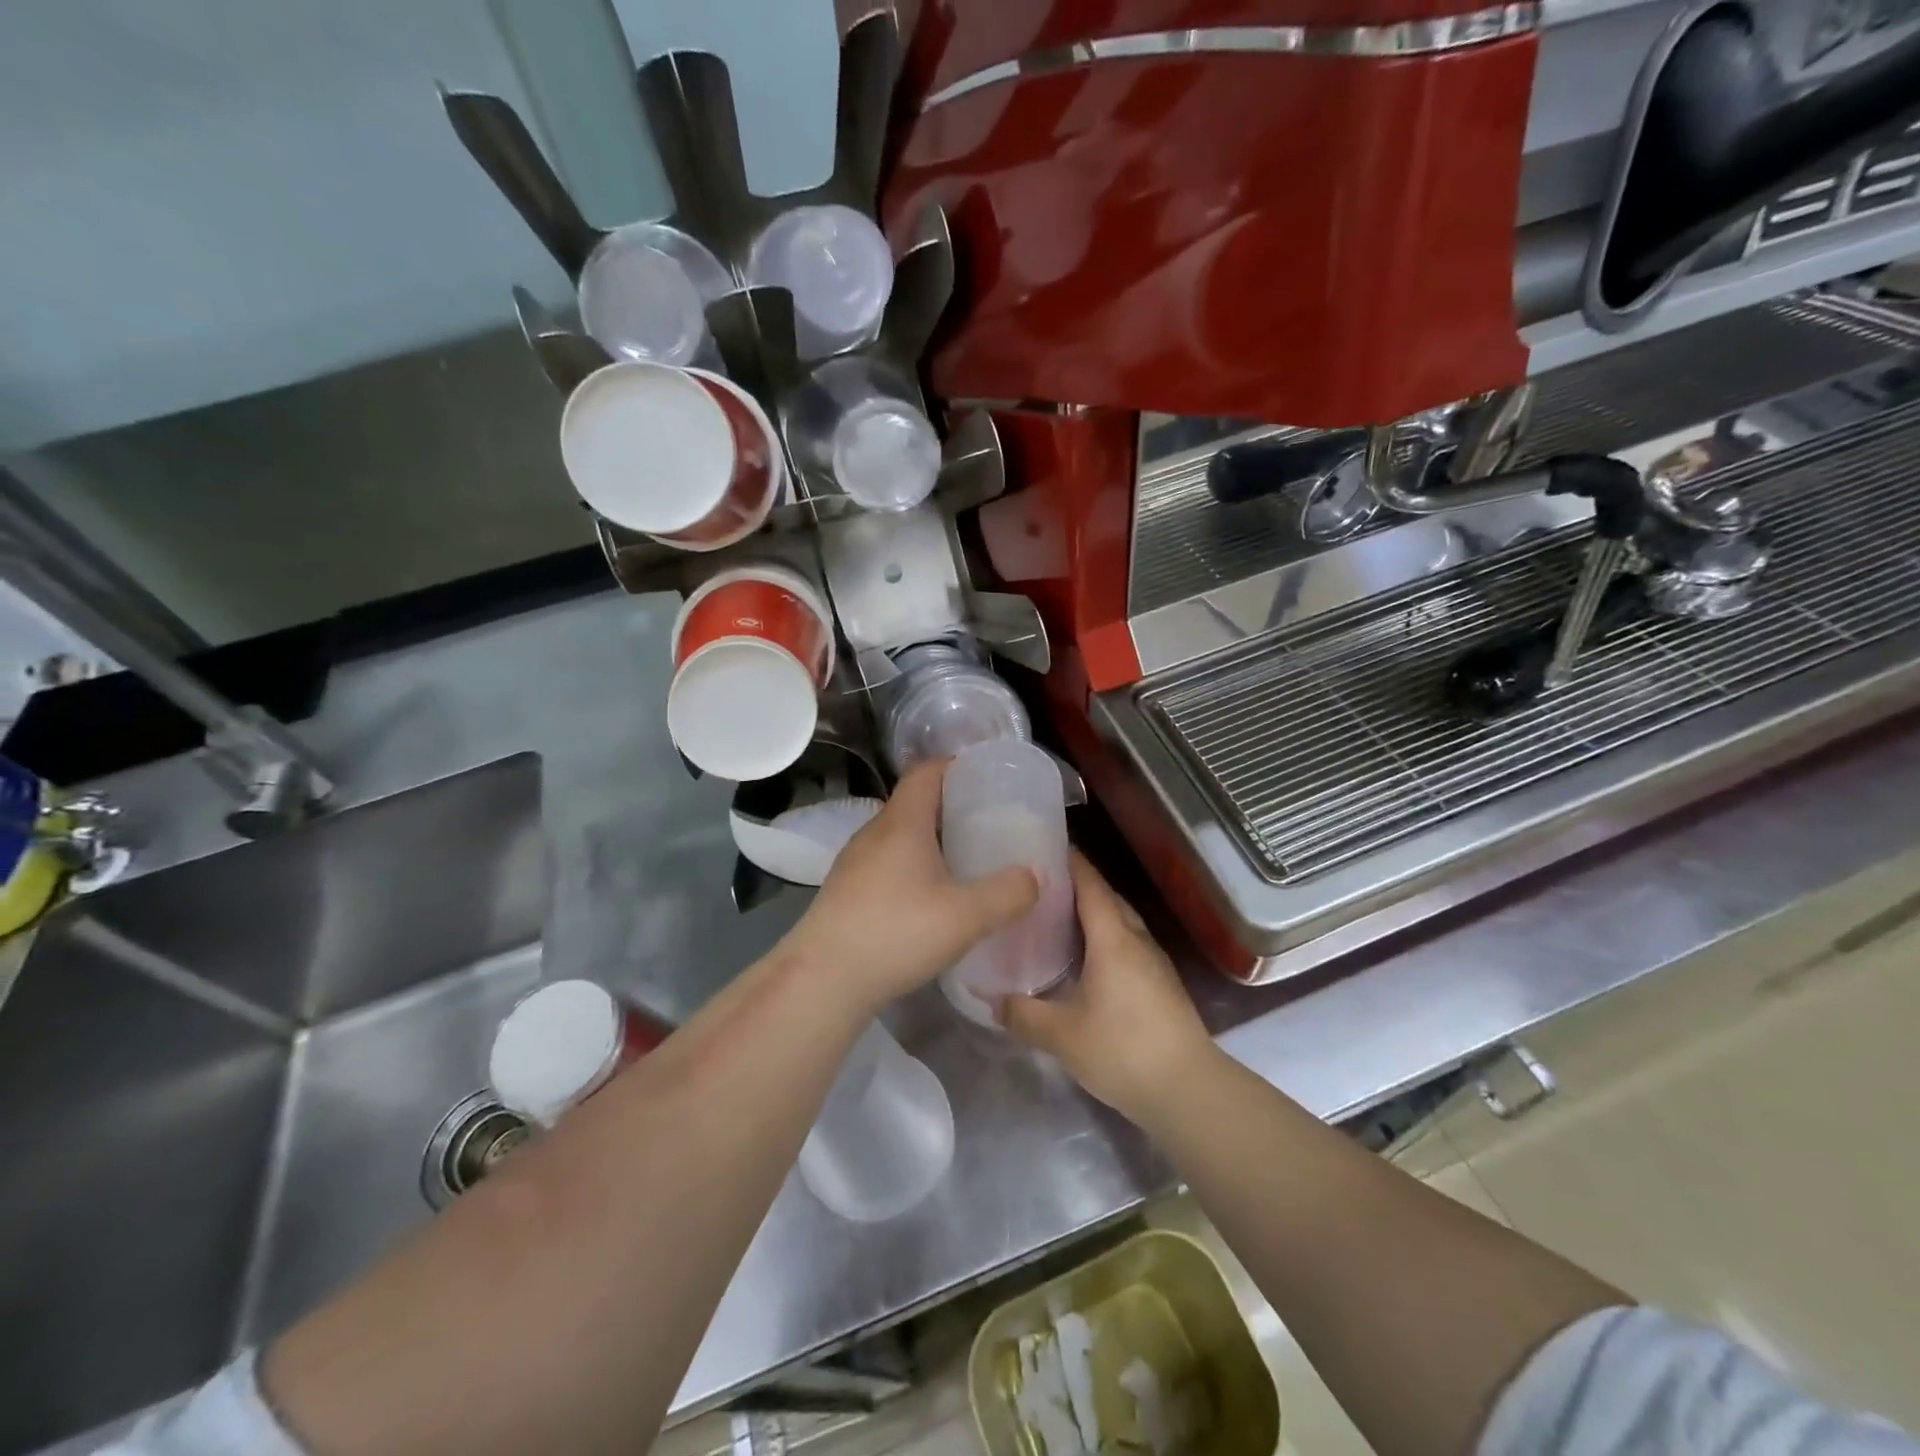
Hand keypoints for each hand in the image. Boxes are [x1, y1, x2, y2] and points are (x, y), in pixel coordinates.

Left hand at [781, 759, 1037, 1017]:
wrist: (822, 980)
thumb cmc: (896, 933)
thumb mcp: (966, 916)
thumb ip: (1008, 892)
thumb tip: (1037, 874)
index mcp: (901, 823)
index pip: (926, 772)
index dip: (957, 766)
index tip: (988, 778)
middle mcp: (874, 833)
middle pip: (915, 802)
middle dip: (952, 807)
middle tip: (989, 823)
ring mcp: (855, 862)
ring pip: (900, 836)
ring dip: (932, 840)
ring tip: (966, 860)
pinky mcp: (846, 891)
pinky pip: (887, 863)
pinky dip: (914, 866)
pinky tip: (932, 898)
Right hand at [1000, 853, 1214, 1117]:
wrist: (1189, 1091)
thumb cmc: (1122, 1049)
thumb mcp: (1062, 1035)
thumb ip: (1023, 1014)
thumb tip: (992, 1000)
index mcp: (1113, 938)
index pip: (1090, 884)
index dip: (1069, 861)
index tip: (1043, 846)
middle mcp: (1136, 940)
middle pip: (1107, 898)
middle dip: (1077, 885)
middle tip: (1039, 885)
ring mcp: (1154, 962)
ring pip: (1120, 922)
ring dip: (1093, 913)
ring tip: (1056, 917)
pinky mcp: (1161, 984)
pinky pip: (1127, 944)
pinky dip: (1104, 937)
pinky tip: (1084, 958)